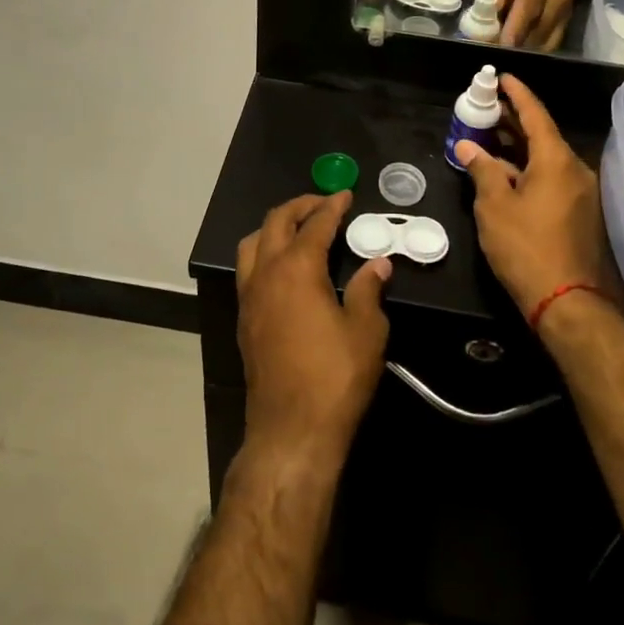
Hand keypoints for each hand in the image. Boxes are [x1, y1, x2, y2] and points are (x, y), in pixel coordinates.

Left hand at [236, 191, 392, 461]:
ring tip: (299, 229)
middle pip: (276, 222)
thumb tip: (378, 264)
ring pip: (252, 243)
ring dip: (275, 227)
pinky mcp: (244, 319)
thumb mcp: (366, 331)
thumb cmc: (335, 377)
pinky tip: (284, 267)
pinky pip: (248, 269)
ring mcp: (250, 297)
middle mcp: (266, 274)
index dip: (332, 206)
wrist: (291, 430)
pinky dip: (264, 252)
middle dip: (300, 206)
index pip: (315, 224)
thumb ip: (370, 290)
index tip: (346, 194)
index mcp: (297, 269)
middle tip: (324, 204)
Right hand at [454, 74, 604, 318]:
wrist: (567, 301)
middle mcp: (575, 170)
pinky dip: (529, 170)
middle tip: (488, 106)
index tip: (502, 77)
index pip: (536, 115)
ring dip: (519, 148)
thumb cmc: (526, 247)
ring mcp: (582, 193)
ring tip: (490, 138)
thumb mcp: (494, 206)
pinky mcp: (580, 214)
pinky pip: (552, 179)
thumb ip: (482, 170)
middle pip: (543, 135)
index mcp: (556, 161)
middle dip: (515, 120)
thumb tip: (468, 147)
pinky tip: (506, 176)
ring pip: (547, 160)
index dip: (517, 94)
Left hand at [480, 0, 574, 49]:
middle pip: (539, 28)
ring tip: (503, 54)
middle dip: (517, 45)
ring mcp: (567, 10)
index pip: (529, 7)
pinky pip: (551, 42)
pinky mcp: (568, 21)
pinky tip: (518, 51)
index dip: (515, 29)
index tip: (500, 47)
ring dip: (524, 49)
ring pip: (546, 40)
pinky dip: (534, 50)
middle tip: (495, 54)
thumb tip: (489, 17)